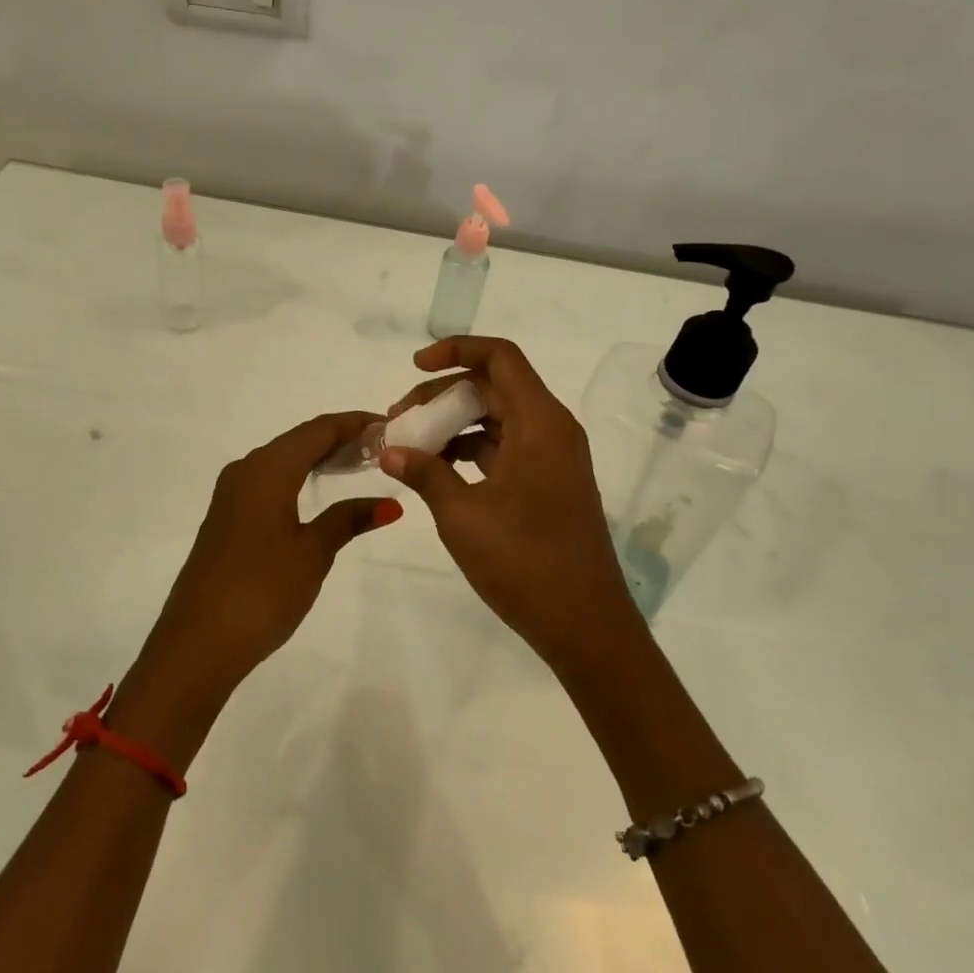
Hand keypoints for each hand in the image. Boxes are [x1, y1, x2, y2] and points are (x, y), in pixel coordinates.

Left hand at [139, 411, 401, 701]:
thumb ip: (348, 519)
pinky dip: (298, 478)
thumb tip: (389, 504)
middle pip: (298, 440)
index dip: (353, 423)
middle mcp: (246, 470)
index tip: (389, 424)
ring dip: (317, 458)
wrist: (198, 642)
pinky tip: (318, 492)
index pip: (317, 430)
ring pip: (282, 460)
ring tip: (359, 465)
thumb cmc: (262, 590)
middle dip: (339, 438)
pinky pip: (269, 481)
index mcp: (268, 469)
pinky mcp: (226, 518)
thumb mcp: (312, 553)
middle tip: (381, 446)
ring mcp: (231, 495)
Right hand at [380, 337, 641, 669]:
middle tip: (400, 419)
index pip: (500, 358)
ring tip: (411, 447)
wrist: (584, 622)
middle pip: (494, 387)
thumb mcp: (462, 514)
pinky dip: (471, 450)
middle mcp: (552, 430)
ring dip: (454, 424)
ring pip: (498, 419)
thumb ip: (425, 473)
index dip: (456, 350)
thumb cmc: (524, 560)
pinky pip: (505, 448)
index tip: (415, 366)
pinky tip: (438, 471)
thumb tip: (389, 450)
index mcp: (540, 422)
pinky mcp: (548, 484)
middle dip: (443, 394)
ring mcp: (552, 458)